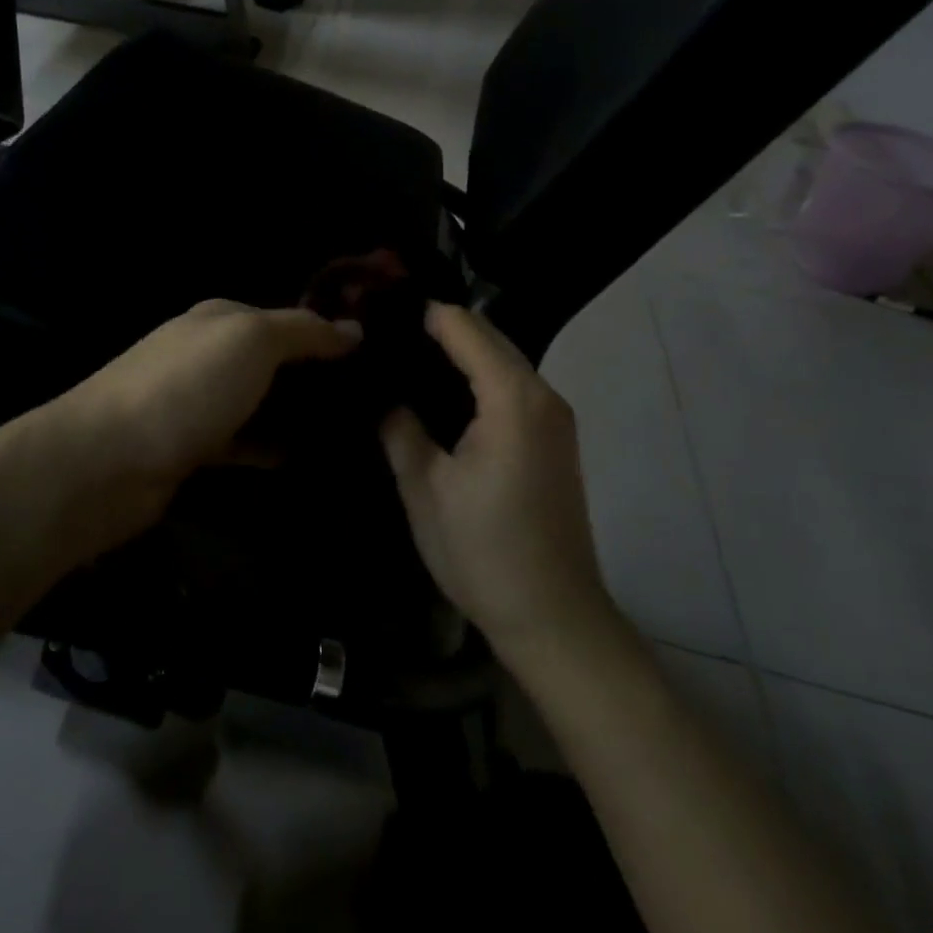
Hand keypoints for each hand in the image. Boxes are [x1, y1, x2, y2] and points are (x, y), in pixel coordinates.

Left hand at [53, 299, 359, 544]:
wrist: (108, 460)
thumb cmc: (186, 387)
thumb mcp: (251, 341)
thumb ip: (302, 330)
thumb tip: (353, 328)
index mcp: (220, 317)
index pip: (286, 316)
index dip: (328, 332)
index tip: (377, 356)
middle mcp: (207, 352)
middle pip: (273, 360)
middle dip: (317, 376)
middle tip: (374, 400)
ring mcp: (197, 401)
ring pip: (260, 401)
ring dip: (297, 413)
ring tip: (353, 431)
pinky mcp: (192, 446)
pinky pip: (244, 441)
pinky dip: (272, 446)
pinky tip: (307, 458)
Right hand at [380, 304, 618, 662]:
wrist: (553, 616)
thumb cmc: (483, 550)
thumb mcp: (425, 488)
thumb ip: (400, 428)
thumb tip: (384, 394)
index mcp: (512, 398)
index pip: (464, 328)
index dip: (422, 315)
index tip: (377, 316)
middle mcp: (542, 395)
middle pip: (489, 338)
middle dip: (440, 330)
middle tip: (384, 338)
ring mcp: (555, 418)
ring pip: (503, 362)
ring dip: (460, 354)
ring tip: (405, 361)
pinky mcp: (555, 440)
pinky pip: (512, 388)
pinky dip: (478, 379)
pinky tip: (441, 396)